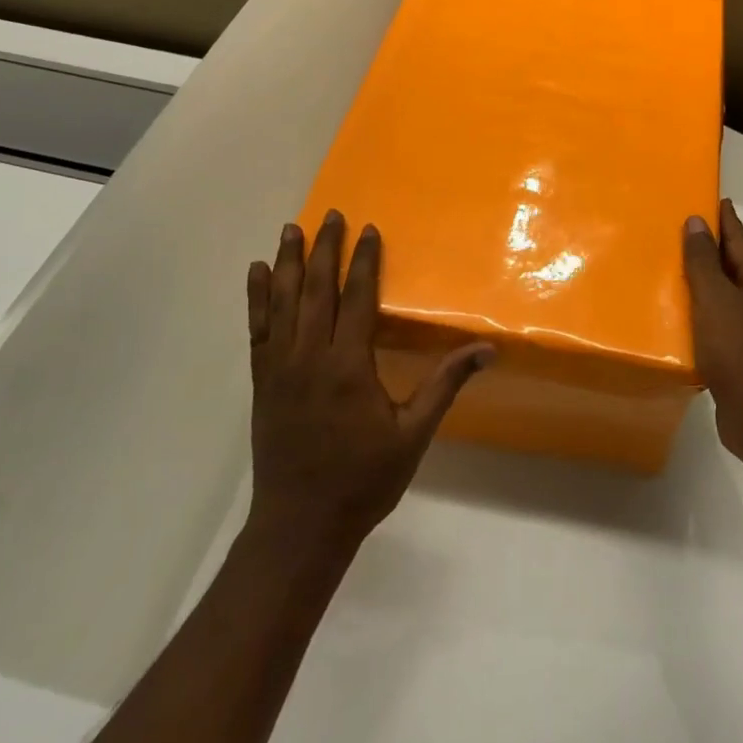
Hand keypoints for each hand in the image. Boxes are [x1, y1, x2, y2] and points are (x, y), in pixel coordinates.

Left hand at [245, 211, 491, 551]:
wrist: (299, 527)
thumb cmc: (362, 480)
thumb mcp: (413, 434)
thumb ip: (445, 384)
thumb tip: (487, 349)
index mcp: (349, 366)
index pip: (356, 298)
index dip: (364, 261)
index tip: (369, 230)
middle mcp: (310, 358)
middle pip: (317, 290)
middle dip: (326, 249)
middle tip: (332, 214)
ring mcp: (279, 368)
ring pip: (282, 303)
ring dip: (288, 263)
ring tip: (291, 229)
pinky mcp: (261, 381)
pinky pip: (257, 330)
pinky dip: (256, 298)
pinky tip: (255, 274)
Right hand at [683, 199, 742, 467]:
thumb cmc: (736, 349)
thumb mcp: (714, 298)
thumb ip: (703, 261)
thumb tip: (698, 221)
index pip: (740, 240)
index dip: (726, 219)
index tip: (712, 199)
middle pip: (737, 265)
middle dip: (714, 248)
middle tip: (685, 231)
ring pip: (730, 293)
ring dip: (708, 280)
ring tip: (679, 270)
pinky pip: (723, 320)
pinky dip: (706, 310)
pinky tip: (686, 316)